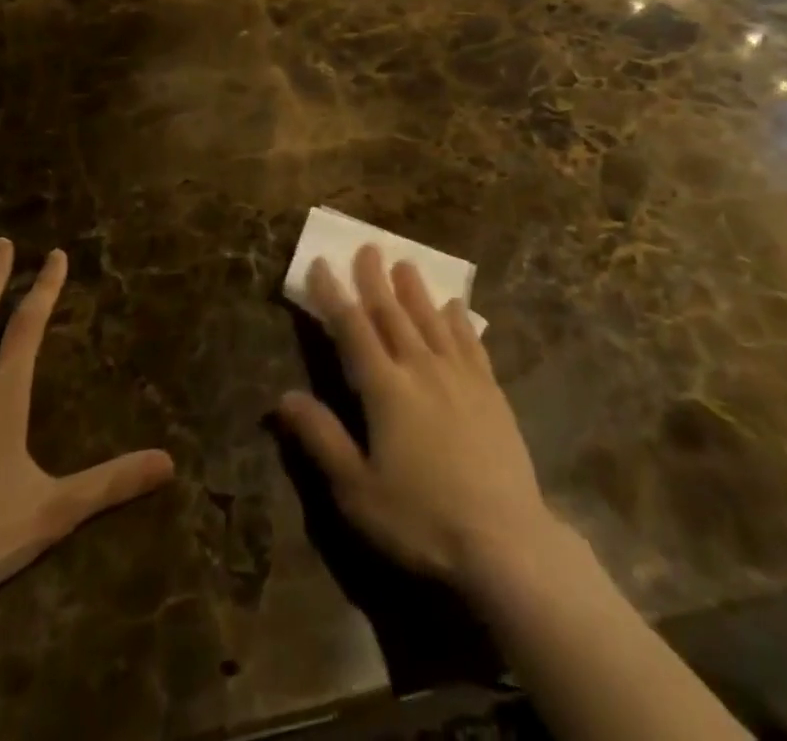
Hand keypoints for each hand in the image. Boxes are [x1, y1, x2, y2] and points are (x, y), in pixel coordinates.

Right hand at [276, 245, 560, 590]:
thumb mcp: (356, 490)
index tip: (321, 265)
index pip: (352, 329)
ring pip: (431, 319)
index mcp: (384, 388)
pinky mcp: (490, 390)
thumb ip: (320, 438)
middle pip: (393, 313)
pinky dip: (459, 319)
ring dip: (415, 289)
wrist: (504, 540)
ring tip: (405, 263)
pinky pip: (470, 341)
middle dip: (375, 279)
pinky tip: (455, 307)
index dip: (333, 295)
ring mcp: (460, 375)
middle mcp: (421, 367)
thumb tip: (282, 396)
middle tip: (367, 247)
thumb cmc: (421, 519)